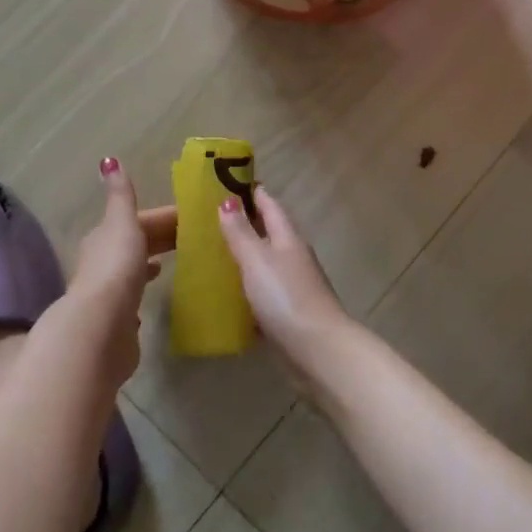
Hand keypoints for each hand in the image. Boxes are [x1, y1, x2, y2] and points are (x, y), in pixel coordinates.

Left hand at [36, 159, 175, 393]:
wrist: (100, 328)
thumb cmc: (116, 269)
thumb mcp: (122, 222)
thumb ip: (121, 195)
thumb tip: (108, 159)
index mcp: (106, 237)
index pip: (141, 220)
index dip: (166, 216)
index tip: (196, 217)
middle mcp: (103, 262)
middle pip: (138, 243)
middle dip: (163, 238)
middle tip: (197, 238)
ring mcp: (109, 293)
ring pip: (134, 270)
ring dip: (152, 263)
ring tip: (179, 263)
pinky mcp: (118, 321)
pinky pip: (135, 299)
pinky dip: (145, 292)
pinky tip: (157, 295)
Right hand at [216, 185, 354, 382]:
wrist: (318, 351)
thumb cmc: (286, 297)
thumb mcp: (257, 259)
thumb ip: (241, 232)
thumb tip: (227, 200)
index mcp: (288, 238)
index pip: (270, 205)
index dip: (252, 192)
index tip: (229, 181)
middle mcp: (294, 257)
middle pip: (270, 232)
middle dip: (246, 222)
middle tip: (213, 217)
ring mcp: (294, 286)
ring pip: (267, 263)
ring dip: (246, 256)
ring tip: (215, 253)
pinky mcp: (290, 313)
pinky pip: (265, 292)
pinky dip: (249, 287)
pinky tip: (229, 295)